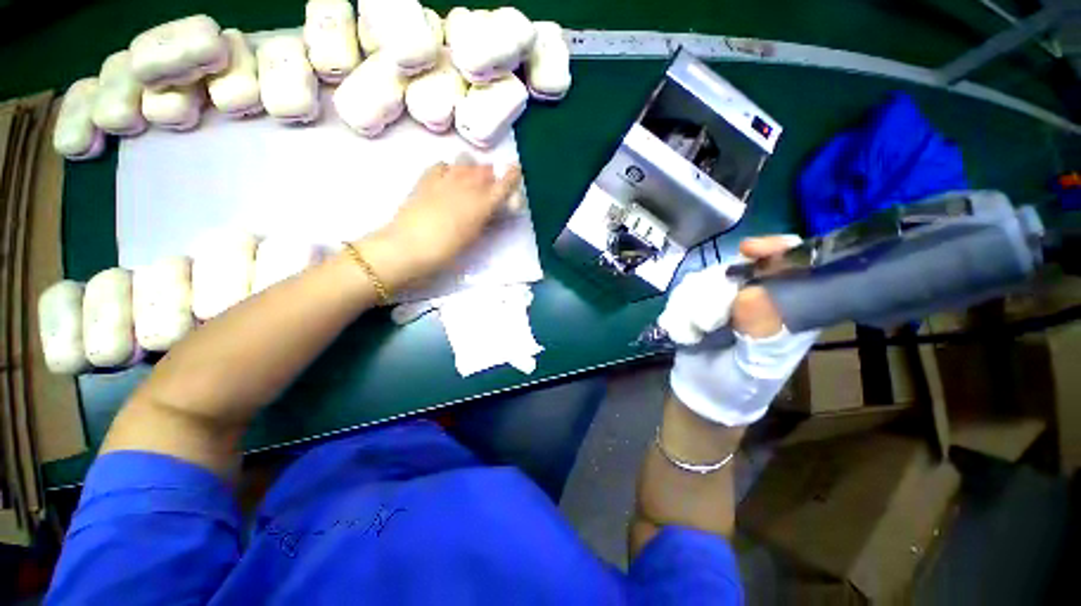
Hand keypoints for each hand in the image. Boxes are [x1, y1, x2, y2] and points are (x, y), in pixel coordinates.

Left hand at [358, 161, 521, 290]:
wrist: (409, 246)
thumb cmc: (447, 250)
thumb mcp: (473, 237)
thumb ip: (484, 219)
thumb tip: (489, 209)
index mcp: (482, 203)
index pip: (503, 184)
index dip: (512, 175)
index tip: (516, 169)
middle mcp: (467, 186)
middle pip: (484, 170)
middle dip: (490, 175)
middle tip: (490, 186)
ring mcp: (445, 179)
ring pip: (465, 162)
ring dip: (471, 169)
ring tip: (469, 180)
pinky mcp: (426, 179)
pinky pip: (442, 165)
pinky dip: (449, 168)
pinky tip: (448, 177)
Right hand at [661, 235, 819, 425]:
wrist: (702, 394)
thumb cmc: (740, 385)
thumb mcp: (759, 366)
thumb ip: (761, 332)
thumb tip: (749, 293)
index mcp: (785, 308)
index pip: (790, 264)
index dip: (774, 249)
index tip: (748, 250)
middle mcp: (753, 296)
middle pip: (735, 267)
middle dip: (715, 290)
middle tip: (709, 320)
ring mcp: (722, 299)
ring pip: (703, 278)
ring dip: (693, 306)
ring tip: (698, 333)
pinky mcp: (695, 303)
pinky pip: (681, 292)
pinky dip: (678, 313)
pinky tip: (685, 333)